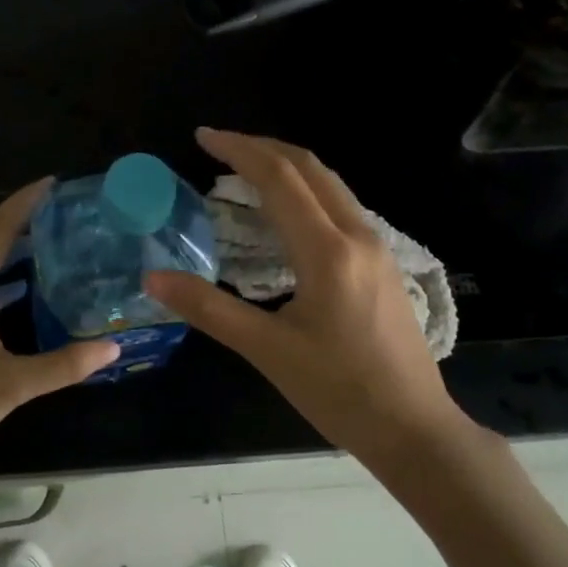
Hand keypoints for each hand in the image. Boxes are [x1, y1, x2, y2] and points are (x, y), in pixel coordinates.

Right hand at [144, 129, 480, 473]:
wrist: (414, 429)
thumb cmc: (339, 392)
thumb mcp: (267, 351)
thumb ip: (208, 309)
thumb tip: (152, 278)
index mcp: (327, 251)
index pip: (279, 179)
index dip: (238, 150)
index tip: (202, 137)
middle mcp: (357, 236)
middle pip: (309, 168)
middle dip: (262, 147)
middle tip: (218, 145)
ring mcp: (377, 248)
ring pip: (329, 184)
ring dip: (286, 166)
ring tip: (245, 168)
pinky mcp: (383, 264)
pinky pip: (340, 206)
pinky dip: (305, 190)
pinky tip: (285, 211)